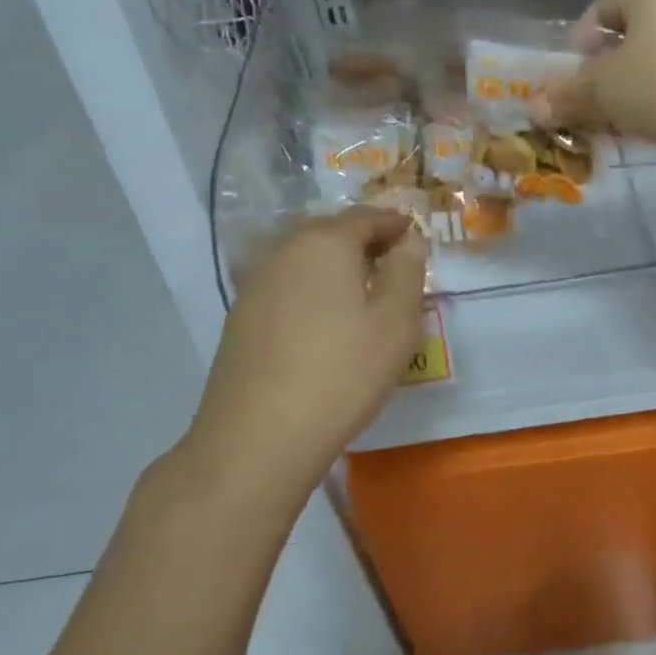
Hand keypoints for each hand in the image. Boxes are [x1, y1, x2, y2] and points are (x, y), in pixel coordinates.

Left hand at [184, 207, 427, 495]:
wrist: (257, 438)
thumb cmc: (342, 372)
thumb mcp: (396, 322)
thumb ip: (407, 271)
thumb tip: (408, 241)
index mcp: (325, 243)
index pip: (366, 216)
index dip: (394, 223)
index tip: (414, 235)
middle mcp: (285, 252)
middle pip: (330, 232)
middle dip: (363, 241)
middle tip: (392, 263)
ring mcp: (256, 285)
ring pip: (305, 260)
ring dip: (335, 266)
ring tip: (362, 294)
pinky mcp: (241, 319)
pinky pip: (287, 288)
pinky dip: (311, 291)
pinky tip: (324, 323)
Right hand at [536, 0, 655, 161]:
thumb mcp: (602, 91)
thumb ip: (567, 96)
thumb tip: (534, 108)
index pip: (602, 7)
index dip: (581, 42)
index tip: (574, 76)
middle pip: (635, 27)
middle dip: (611, 62)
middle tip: (597, 96)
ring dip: (639, 76)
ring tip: (628, 110)